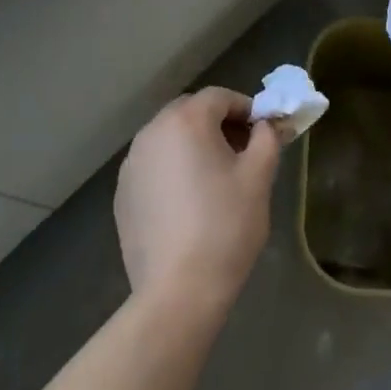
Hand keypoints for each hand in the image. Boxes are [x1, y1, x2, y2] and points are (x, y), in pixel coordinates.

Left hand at [115, 88, 280, 313]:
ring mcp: (132, 164)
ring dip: (193, 146)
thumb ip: (267, 139)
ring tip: (215, 179)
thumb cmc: (225, 226)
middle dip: (217, 124)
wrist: (178, 292)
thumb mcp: (258, 177)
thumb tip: (267, 124)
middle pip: (190, 112)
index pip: (219, 97)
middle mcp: (152, 132)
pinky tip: (188, 204)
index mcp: (185, 121)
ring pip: (169, 138)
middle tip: (241, 153)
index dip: (245, 109)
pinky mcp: (122, 194)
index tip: (262, 133)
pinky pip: (153, 166)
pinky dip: (172, 170)